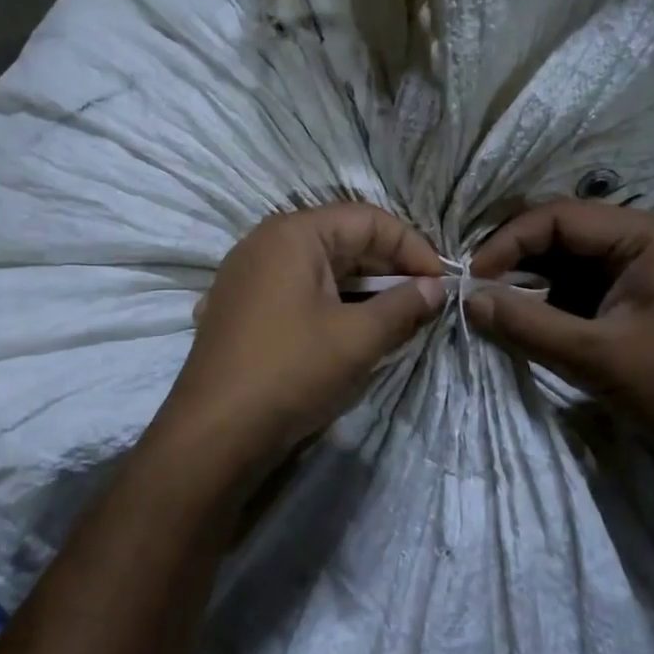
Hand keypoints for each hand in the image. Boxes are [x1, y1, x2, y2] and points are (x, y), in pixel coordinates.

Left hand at [154, 203, 446, 487]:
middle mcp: (265, 243)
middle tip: (423, 304)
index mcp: (293, 234)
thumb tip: (436, 289)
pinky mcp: (239, 308)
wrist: (213, 434)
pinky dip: (329, 304)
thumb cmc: (291, 372)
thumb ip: (403, 307)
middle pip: (342, 240)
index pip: (368, 219)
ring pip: (319, 269)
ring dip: (361, 290)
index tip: (441, 283)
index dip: (411, 247)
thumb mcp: (358, 339)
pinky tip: (348, 333)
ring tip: (393, 322)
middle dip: (387, 269)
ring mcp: (246, 276)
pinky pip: (296, 292)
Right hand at [466, 201, 653, 479]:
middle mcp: (648, 239)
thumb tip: (468, 299)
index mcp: (647, 236)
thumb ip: (527, 324)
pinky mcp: (643, 296)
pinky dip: (555, 299)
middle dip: (518, 259)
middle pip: (565, 232)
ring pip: (572, 259)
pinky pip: (587, 284)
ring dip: (533, 280)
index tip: (473, 277)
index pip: (560, 216)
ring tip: (497, 306)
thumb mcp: (596, 357)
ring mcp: (648, 267)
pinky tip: (530, 319)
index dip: (509, 241)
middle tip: (478, 289)